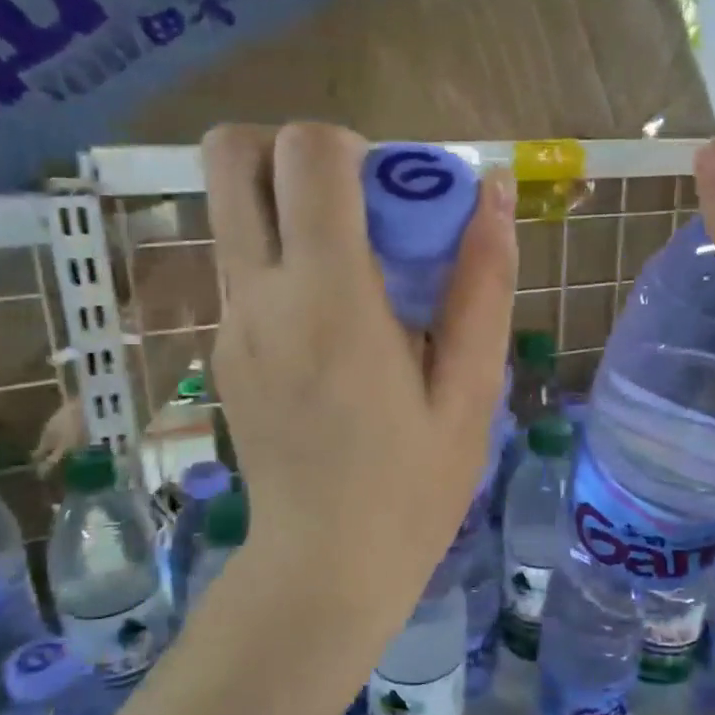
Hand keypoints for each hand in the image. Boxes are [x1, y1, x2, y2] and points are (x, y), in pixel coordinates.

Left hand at [202, 123, 517, 632]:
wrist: (323, 567)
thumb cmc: (412, 488)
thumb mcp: (470, 391)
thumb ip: (483, 283)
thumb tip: (492, 191)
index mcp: (329, 299)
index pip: (305, 154)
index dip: (351, 146)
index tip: (395, 195)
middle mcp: (260, 295)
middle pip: (230, 155)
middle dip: (294, 151)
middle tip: (360, 207)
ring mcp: (229, 323)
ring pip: (230, 207)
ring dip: (290, 204)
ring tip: (359, 270)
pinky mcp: (221, 349)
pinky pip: (243, 264)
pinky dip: (285, 257)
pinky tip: (336, 325)